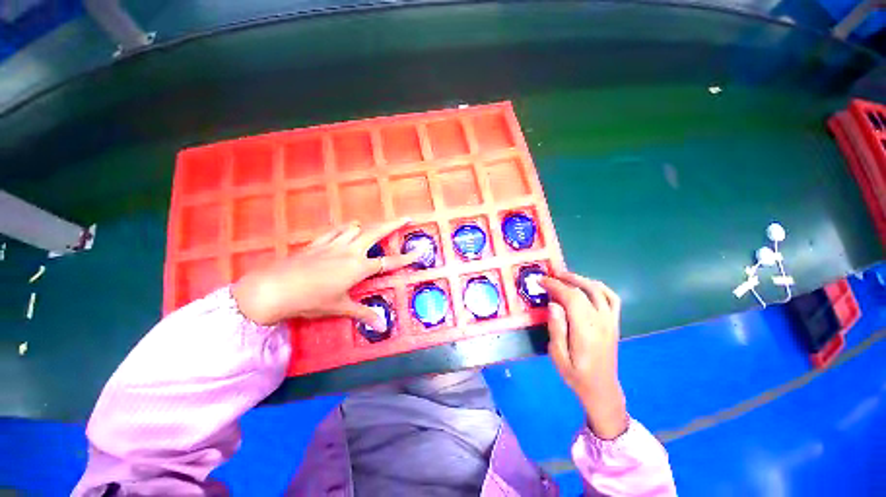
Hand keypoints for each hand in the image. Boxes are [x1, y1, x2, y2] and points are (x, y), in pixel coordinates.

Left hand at [232, 219, 418, 326]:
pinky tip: (349, 228)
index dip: (406, 258)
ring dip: (369, 226)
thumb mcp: (339, 308)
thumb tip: (381, 326)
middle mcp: (350, 251)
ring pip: (357, 228)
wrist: (273, 289)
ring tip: (376, 227)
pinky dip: (346, 228)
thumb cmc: (310, 300)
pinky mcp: (318, 243)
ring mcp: (333, 244)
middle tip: (406, 218)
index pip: (389, 262)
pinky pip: (337, 230)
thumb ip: (363, 314)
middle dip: (394, 224)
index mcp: (358, 268)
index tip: (419, 251)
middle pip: (376, 233)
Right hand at [540, 273, 627, 439]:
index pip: (571, 298)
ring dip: (581, 279)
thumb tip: (553, 304)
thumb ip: (556, 328)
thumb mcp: (558, 355)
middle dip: (565, 279)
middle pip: (584, 290)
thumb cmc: (575, 374)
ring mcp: (611, 321)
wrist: (601, 388)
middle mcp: (601, 322)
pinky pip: (612, 298)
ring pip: (599, 290)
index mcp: (585, 330)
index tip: (541, 281)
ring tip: (564, 276)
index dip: (555, 285)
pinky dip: (600, 287)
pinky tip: (588, 285)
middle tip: (549, 276)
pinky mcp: (614, 322)